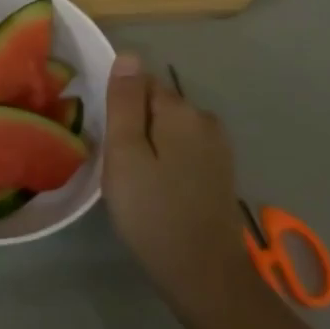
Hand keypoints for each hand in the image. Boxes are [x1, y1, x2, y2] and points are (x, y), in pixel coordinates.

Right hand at [103, 54, 251, 308]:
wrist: (204, 273)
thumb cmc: (153, 212)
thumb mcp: (125, 154)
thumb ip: (125, 102)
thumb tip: (129, 55)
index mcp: (180, 110)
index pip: (140, 83)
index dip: (119, 109)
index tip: (109, 142)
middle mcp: (205, 119)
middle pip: (156, 105)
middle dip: (135, 127)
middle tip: (119, 168)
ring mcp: (217, 147)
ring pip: (169, 130)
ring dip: (150, 146)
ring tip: (136, 183)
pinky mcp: (220, 172)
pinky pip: (183, 150)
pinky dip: (167, 163)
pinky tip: (158, 192)